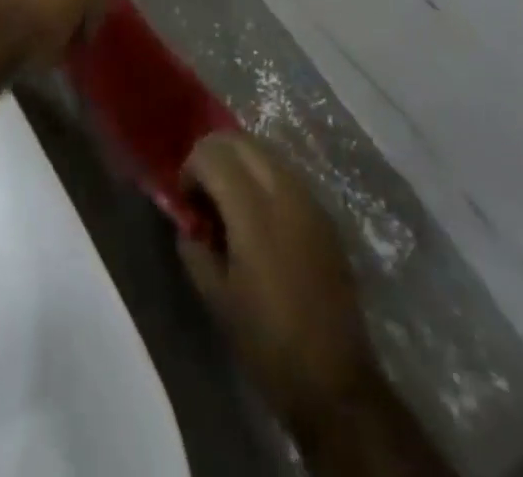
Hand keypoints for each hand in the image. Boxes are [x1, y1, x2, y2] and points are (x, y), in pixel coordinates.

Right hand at [177, 133, 384, 436]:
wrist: (335, 381)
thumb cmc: (267, 343)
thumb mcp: (216, 297)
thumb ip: (194, 246)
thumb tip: (187, 220)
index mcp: (253, 211)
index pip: (212, 153)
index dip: (190, 169)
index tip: (186, 201)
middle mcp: (283, 191)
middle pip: (239, 140)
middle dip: (213, 155)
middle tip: (202, 193)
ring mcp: (309, 200)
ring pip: (264, 152)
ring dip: (239, 163)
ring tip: (229, 204)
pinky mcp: (324, 214)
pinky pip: (285, 174)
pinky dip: (262, 178)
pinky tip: (258, 218)